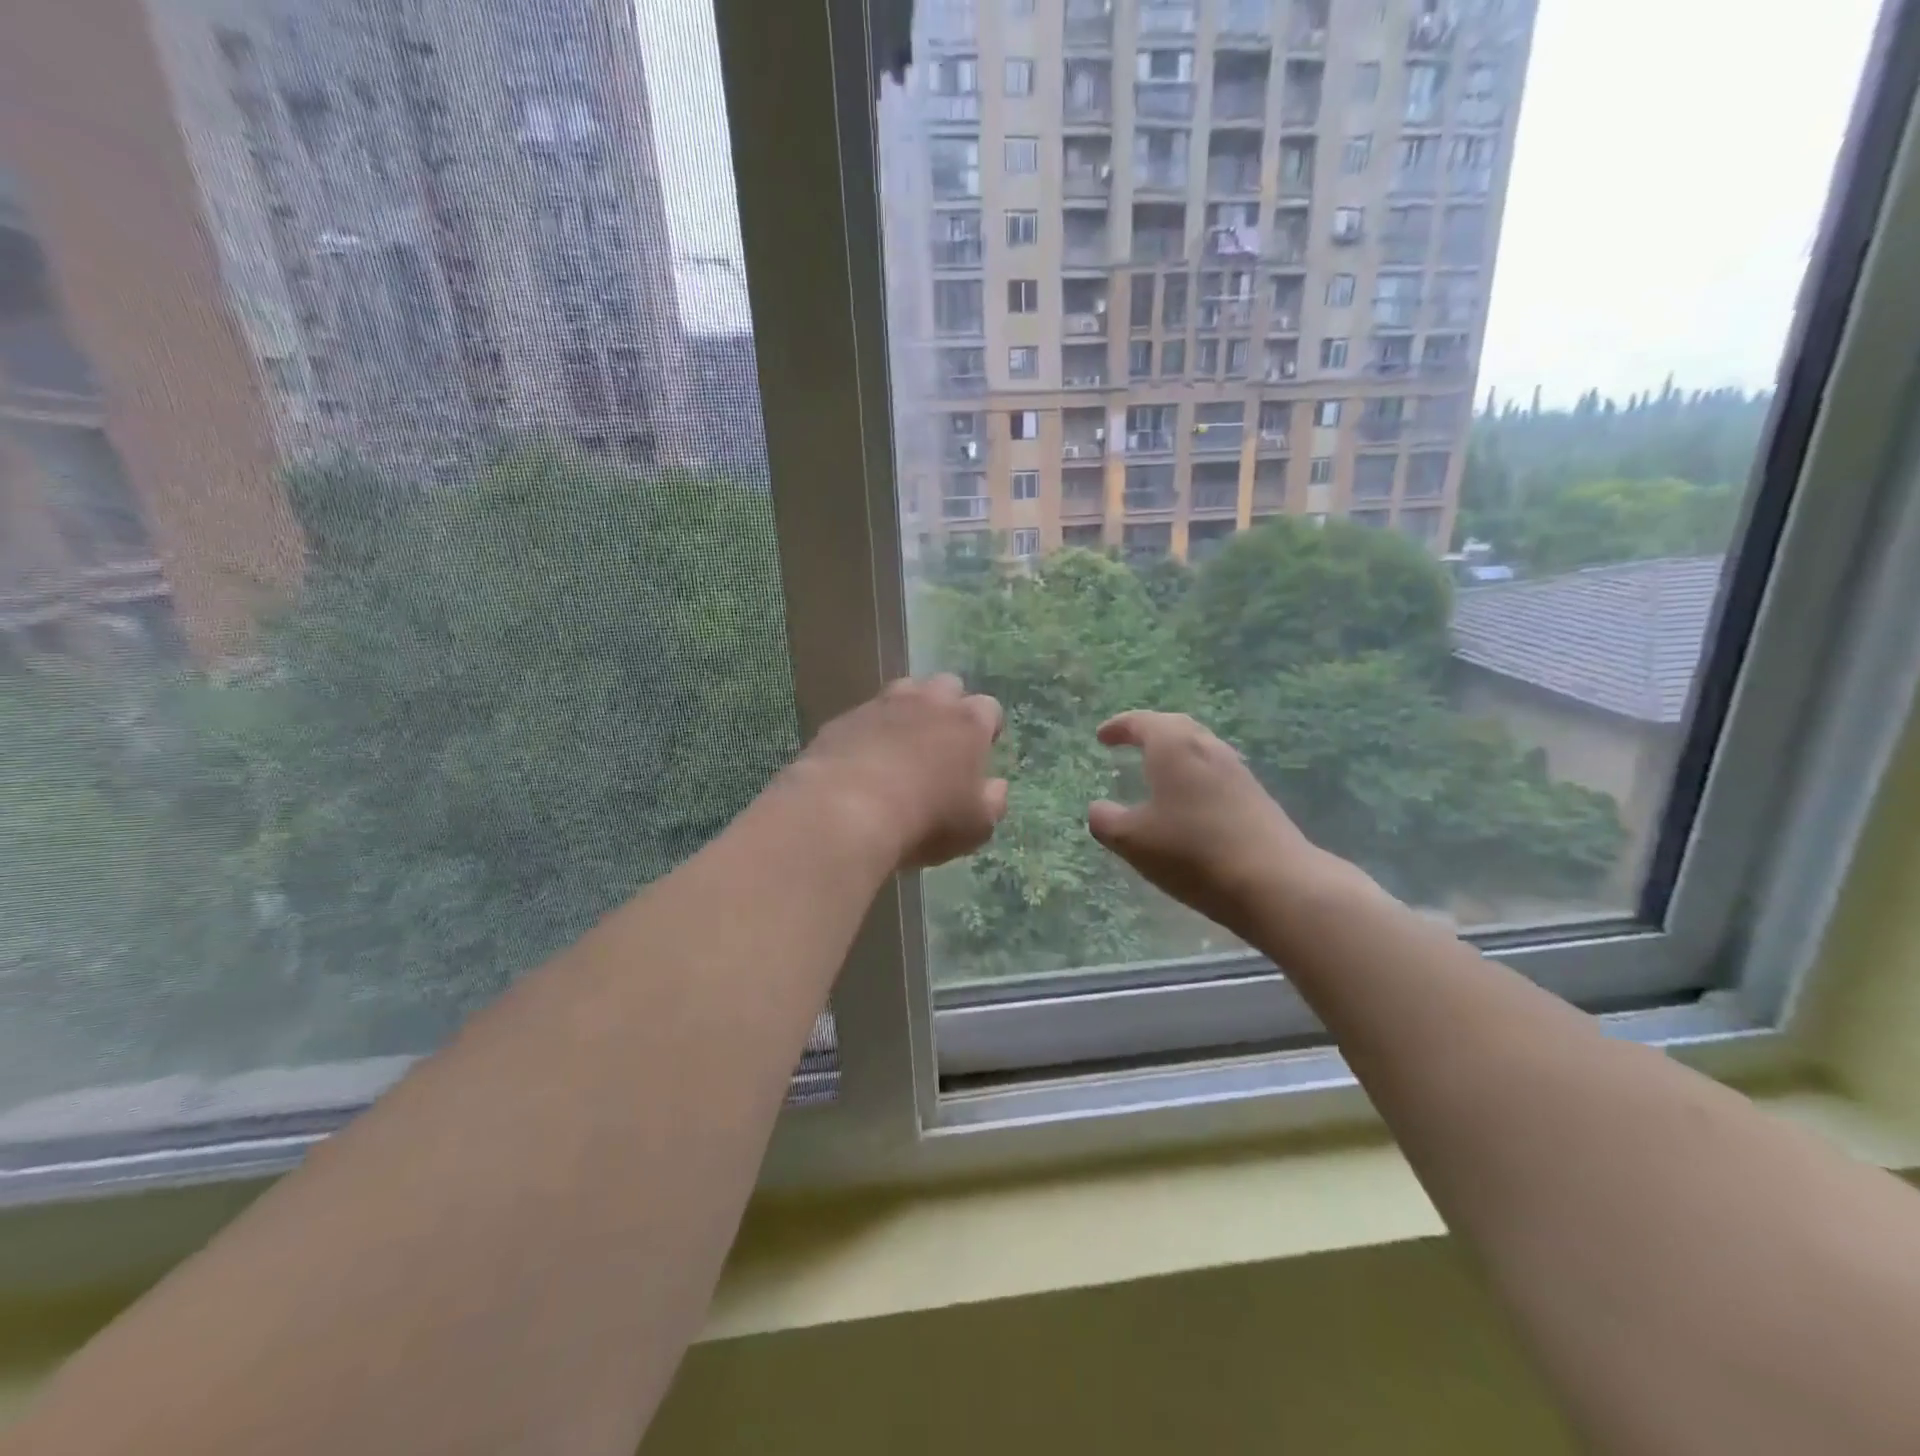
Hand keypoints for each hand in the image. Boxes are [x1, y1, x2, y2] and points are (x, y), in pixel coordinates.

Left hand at [791, 674, 1007, 870]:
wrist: (846, 810)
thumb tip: (996, 786)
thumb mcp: (976, 826)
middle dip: (948, 707)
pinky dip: (869, 731)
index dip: (986, 729)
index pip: (988, 708)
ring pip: (903, 691)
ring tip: (901, 745)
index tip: (980, 751)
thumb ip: (993, 801)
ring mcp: (882, 705)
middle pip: (946, 686)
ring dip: (908, 710)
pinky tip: (863, 760)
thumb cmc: (926, 820)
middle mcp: (928, 702)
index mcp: (968, 722)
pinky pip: (864, 716)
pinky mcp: (844, 719)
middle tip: (941, 742)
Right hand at [1087, 711, 1345, 939]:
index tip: (1102, 737)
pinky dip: (1193, 777)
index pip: (1142, 722)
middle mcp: (1207, 748)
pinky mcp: (1255, 797)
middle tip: (1130, 743)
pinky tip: (1188, 803)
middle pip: (1175, 728)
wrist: (1274, 883)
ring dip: (1175, 754)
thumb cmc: (1192, 852)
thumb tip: (1099, 809)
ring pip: (1199, 749)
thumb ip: (1106, 820)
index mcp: (1174, 747)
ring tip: (1157, 772)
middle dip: (1150, 732)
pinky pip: (1215, 774)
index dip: (1118, 727)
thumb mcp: (1132, 840)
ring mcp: (1237, 772)